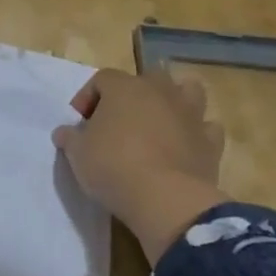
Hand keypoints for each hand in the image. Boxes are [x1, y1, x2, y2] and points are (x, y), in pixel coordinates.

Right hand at [52, 67, 228, 264]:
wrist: (165, 198)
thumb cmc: (113, 167)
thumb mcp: (78, 154)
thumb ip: (70, 138)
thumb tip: (64, 132)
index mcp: (124, 88)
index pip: (102, 79)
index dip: (88, 97)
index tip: (79, 123)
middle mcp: (160, 91)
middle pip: (148, 78)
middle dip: (133, 94)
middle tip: (118, 121)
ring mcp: (190, 114)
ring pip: (188, 91)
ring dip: (174, 102)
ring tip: (158, 124)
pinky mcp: (211, 141)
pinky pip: (206, 128)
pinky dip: (196, 134)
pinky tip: (184, 148)